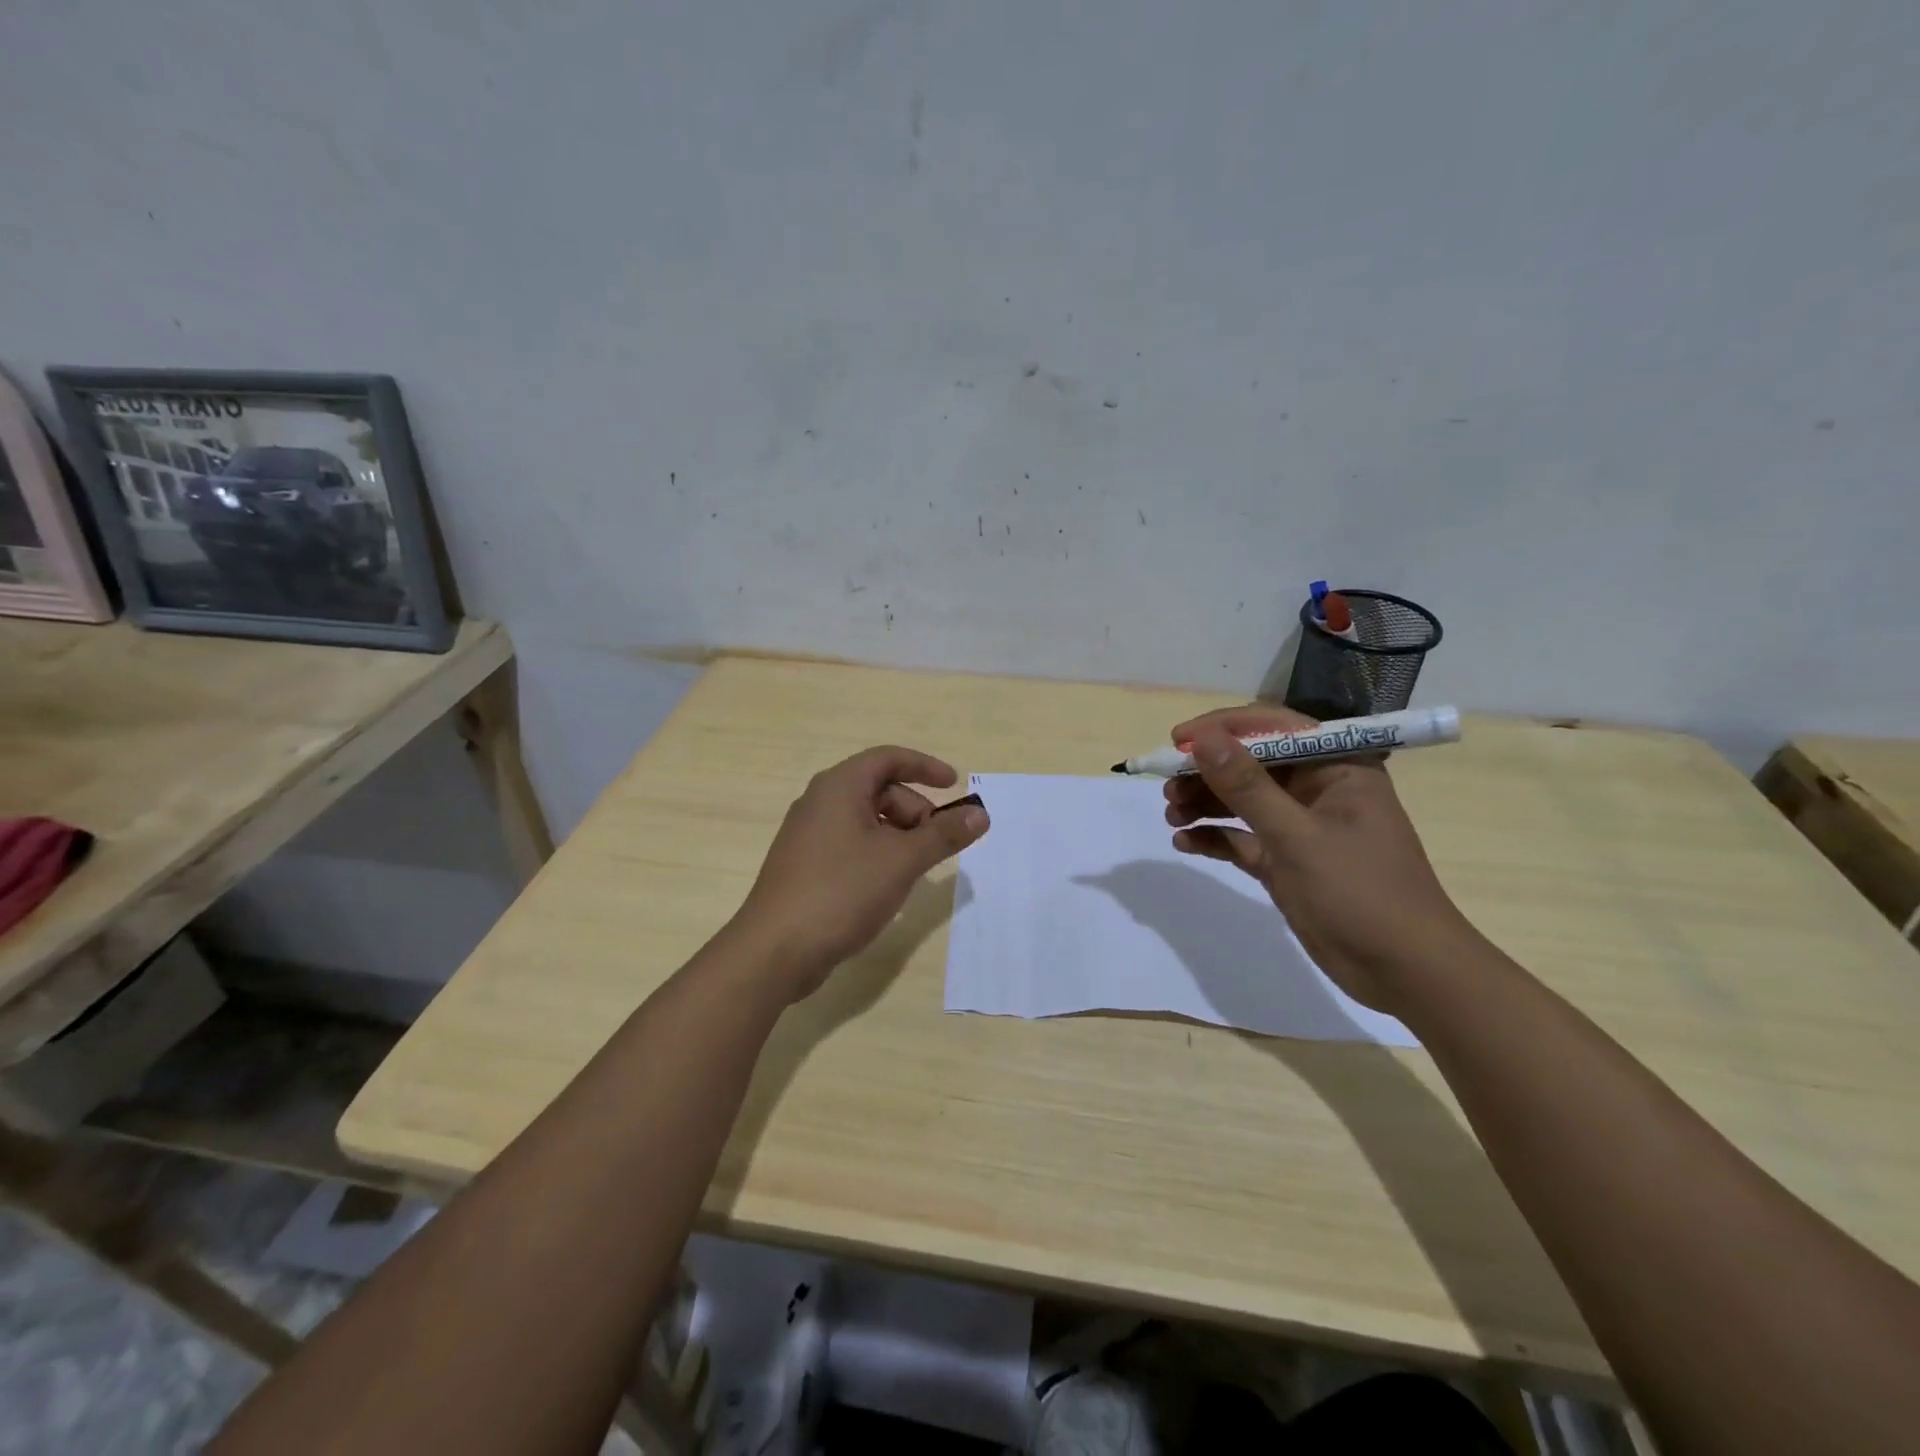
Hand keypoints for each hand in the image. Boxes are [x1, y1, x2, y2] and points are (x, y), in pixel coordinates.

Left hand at [733, 746, 989, 997]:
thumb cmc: (841, 891)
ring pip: (865, 820)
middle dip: (915, 811)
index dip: (925, 766)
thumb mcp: (902, 860)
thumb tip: (980, 814)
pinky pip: (850, 845)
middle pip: (879, 789)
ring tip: (916, 870)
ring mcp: (808, 835)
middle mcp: (819, 802)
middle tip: (937, 843)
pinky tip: (888, 887)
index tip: (955, 785)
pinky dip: (877, 854)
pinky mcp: (804, 865)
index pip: (888, 758)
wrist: (775, 950)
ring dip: (898, 836)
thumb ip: (943, 835)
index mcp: (839, 787)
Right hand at [1163, 705, 1475, 1014]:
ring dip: (1204, 803)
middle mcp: (1318, 789)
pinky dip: (1213, 837)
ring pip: (1241, 801)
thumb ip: (1247, 786)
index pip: (1273, 728)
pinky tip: (1184, 842)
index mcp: (1337, 767)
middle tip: (1167, 788)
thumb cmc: (1361, 892)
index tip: (1177, 740)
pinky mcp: (1286, 861)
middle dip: (1206, 772)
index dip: (1223, 729)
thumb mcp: (1298, 836)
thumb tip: (1202, 739)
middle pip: (1251, 764)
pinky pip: (1241, 838)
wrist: (1405, 973)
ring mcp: (1300, 827)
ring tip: (1171, 816)